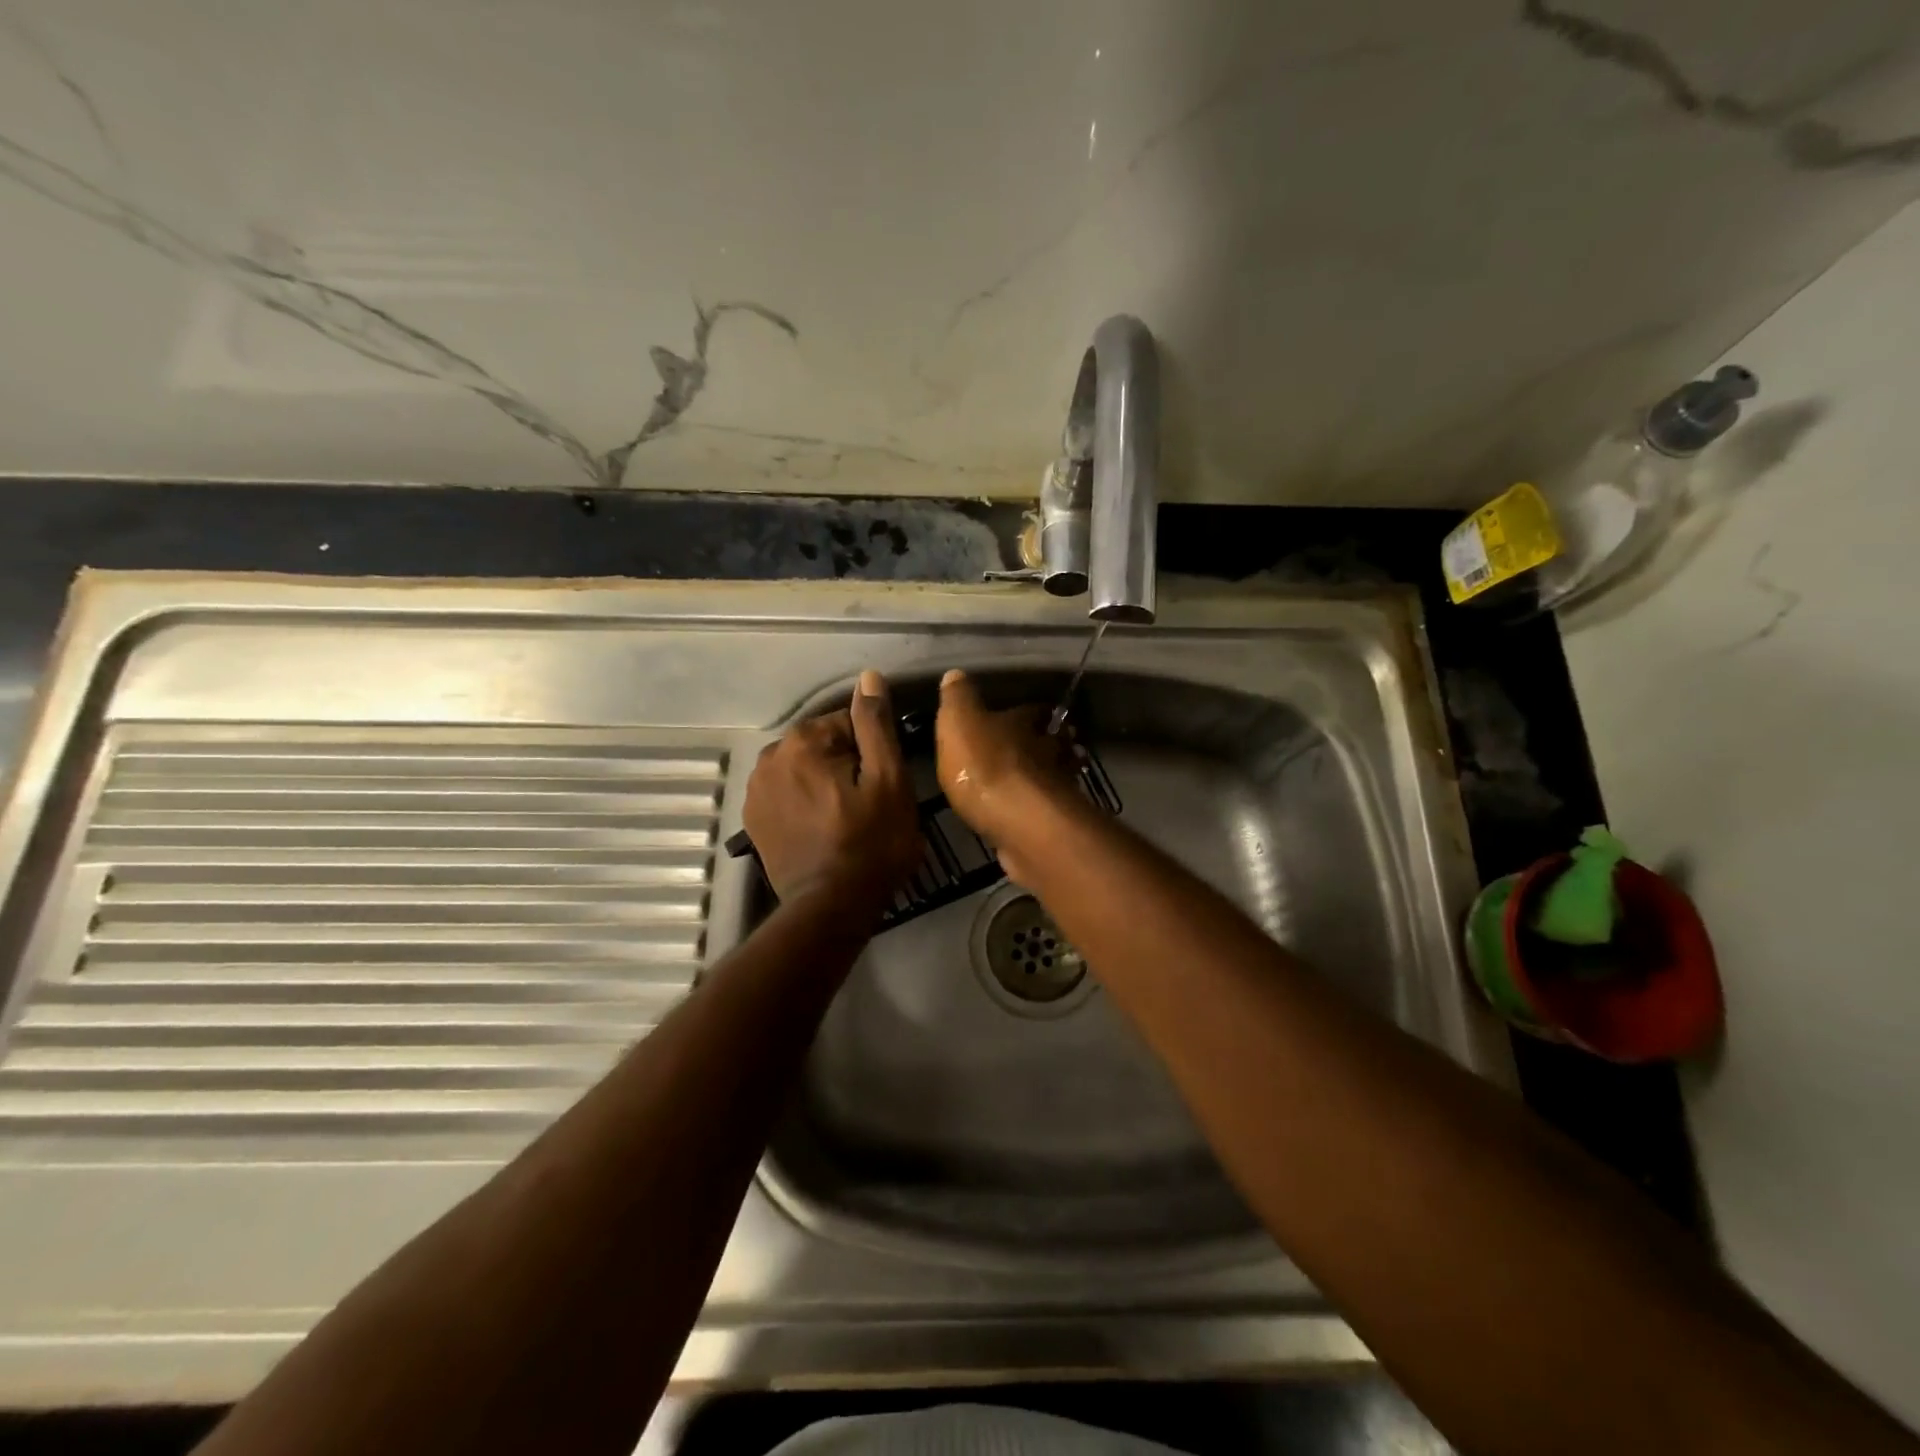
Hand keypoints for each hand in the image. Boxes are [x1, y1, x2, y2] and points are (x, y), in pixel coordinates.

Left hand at [743, 669, 922, 914]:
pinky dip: (804, 803)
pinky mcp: (753, 821)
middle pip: (822, 746)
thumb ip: (875, 725)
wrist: (830, 907)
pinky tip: (822, 830)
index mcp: (802, 742)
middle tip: (869, 805)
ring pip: (803, 770)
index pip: (847, 723)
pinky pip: (787, 795)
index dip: (873, 752)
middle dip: (845, 765)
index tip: (884, 784)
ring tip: (846, 819)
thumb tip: (869, 678)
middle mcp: (769, 758)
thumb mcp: (888, 780)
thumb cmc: (870, 843)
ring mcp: (755, 791)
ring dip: (824, 784)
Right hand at [934, 669, 1080, 882]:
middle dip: (1047, 742)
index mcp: (1022, 724)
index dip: (1028, 712)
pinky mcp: (1055, 822)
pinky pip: (1049, 808)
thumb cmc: (985, 766)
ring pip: (1056, 773)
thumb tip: (956, 673)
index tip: (1029, 713)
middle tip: (1041, 745)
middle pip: (1052, 741)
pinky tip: (1033, 814)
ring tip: (1039, 779)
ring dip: (1051, 774)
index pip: (1031, 711)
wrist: (1020, 822)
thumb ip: (958, 699)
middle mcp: (1047, 751)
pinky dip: (1044, 807)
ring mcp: (1056, 787)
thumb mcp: (959, 722)